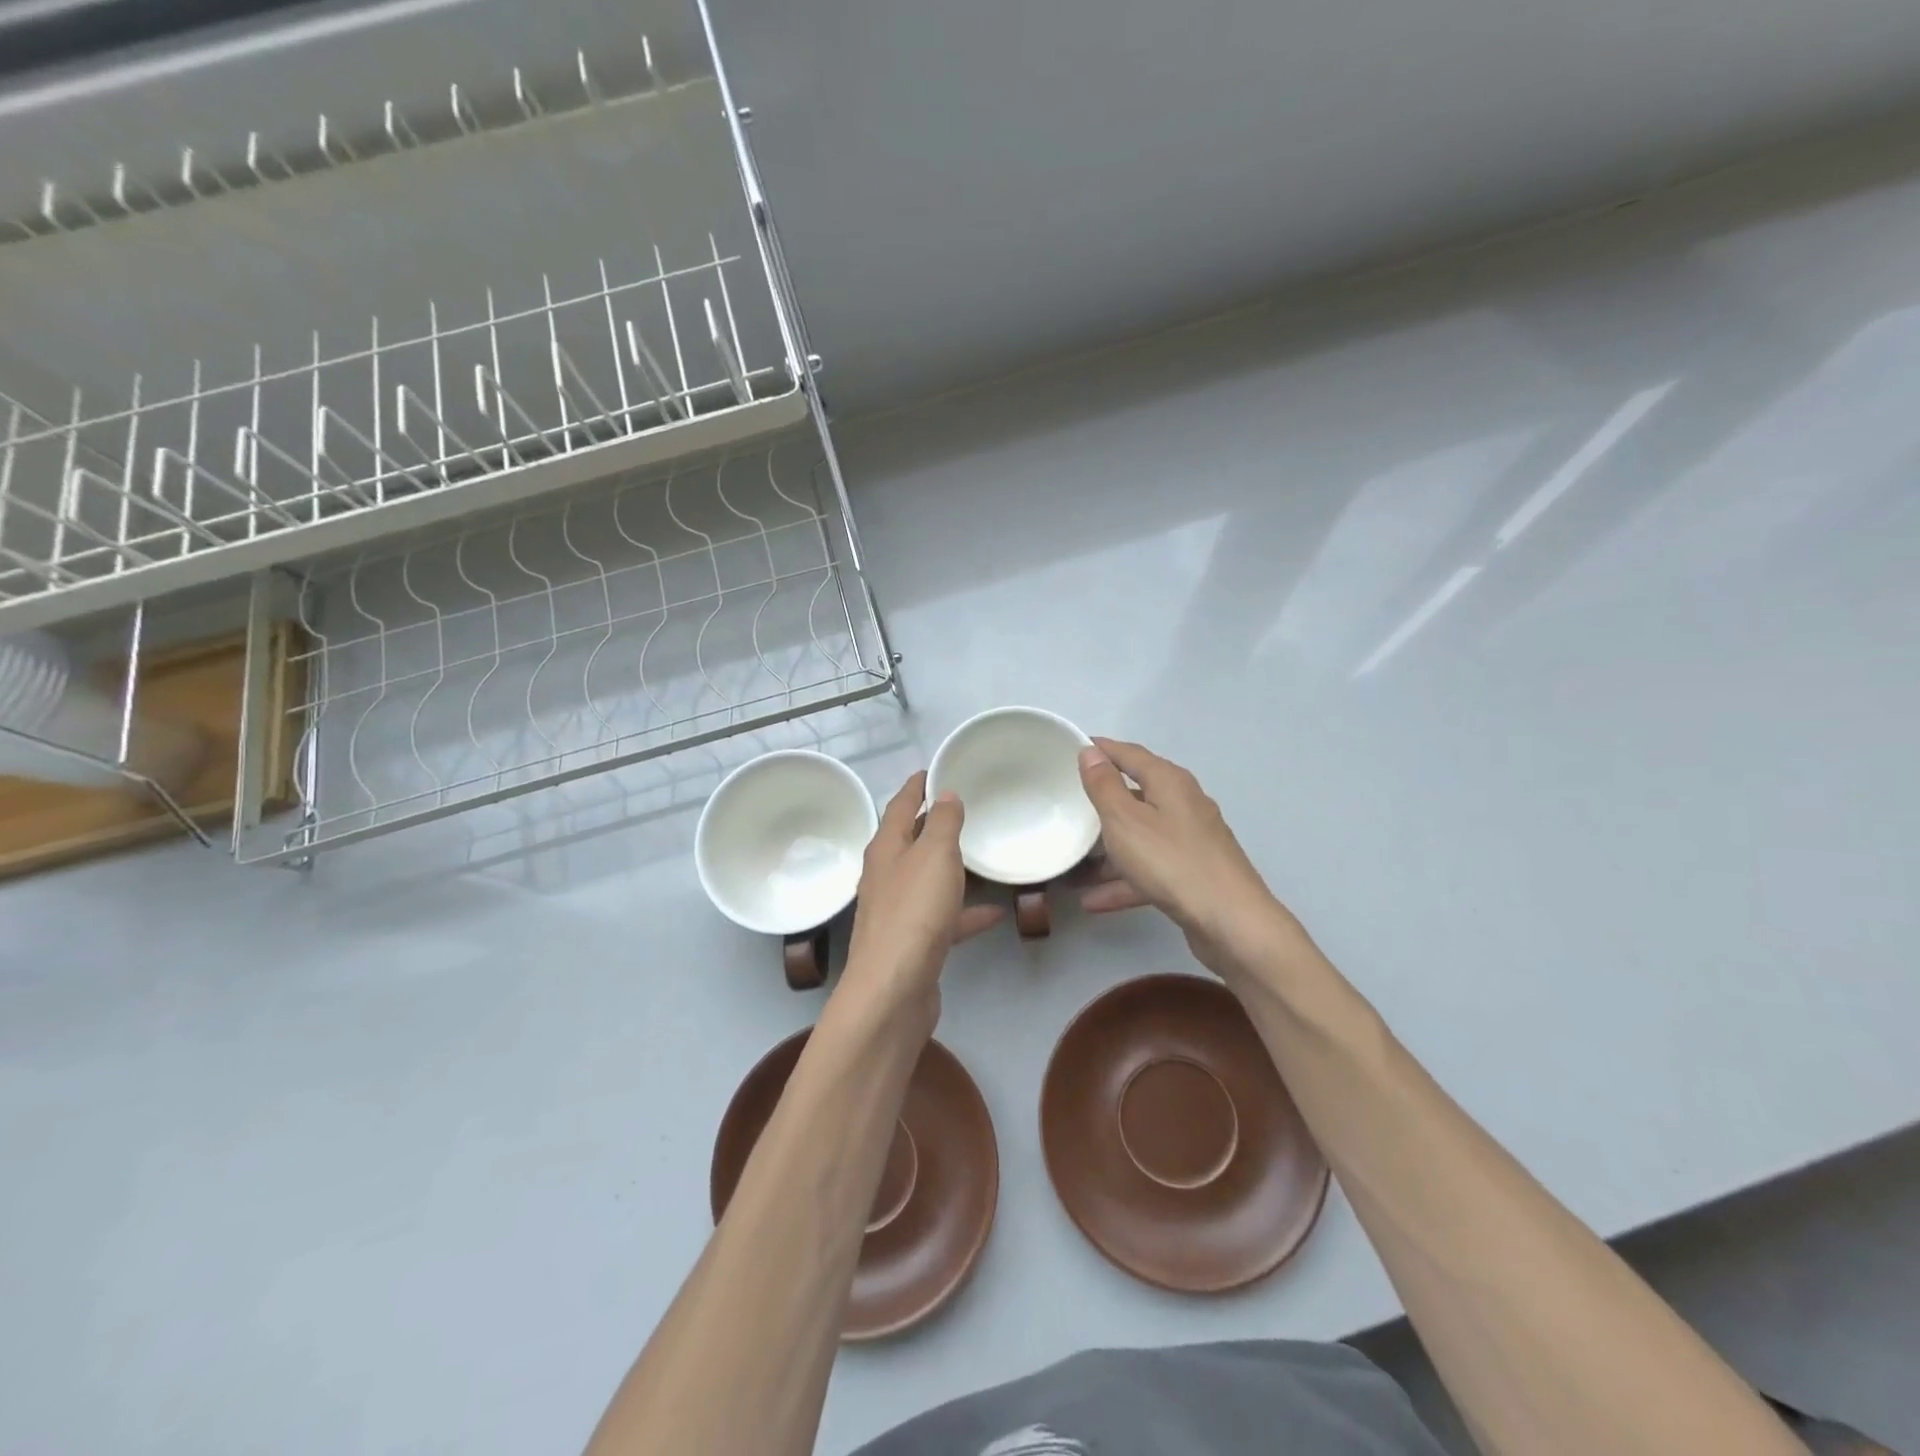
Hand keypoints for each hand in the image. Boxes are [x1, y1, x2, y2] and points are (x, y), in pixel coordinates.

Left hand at [837, 772, 1003, 1030]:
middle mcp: (886, 875)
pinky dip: (965, 913)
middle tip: (963, 807)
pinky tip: (994, 913)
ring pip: (927, 879)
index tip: (933, 770)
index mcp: (887, 848)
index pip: (901, 805)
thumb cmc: (914, 912)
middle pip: (911, 841)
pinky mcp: (913, 943)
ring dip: (950, 868)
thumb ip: (944, 822)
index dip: (917, 785)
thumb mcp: (935, 855)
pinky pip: (943, 918)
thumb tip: (945, 794)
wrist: (893, 990)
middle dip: (933, 824)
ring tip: (980, 855)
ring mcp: (898, 911)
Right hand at [1076, 738, 1300, 977]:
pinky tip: (1094, 901)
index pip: (1130, 754)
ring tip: (1072, 865)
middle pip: (1136, 795)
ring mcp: (1191, 841)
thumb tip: (1091, 752)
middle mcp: (1184, 804)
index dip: (1101, 750)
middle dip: (1101, 803)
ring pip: (1140, 837)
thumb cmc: (1171, 861)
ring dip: (1107, 851)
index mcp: (1169, 782)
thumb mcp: (1125, 820)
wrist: (1230, 922)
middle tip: (1068, 804)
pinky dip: (1124, 880)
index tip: (1072, 748)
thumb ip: (1104, 785)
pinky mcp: (1193, 874)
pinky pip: (1150, 869)